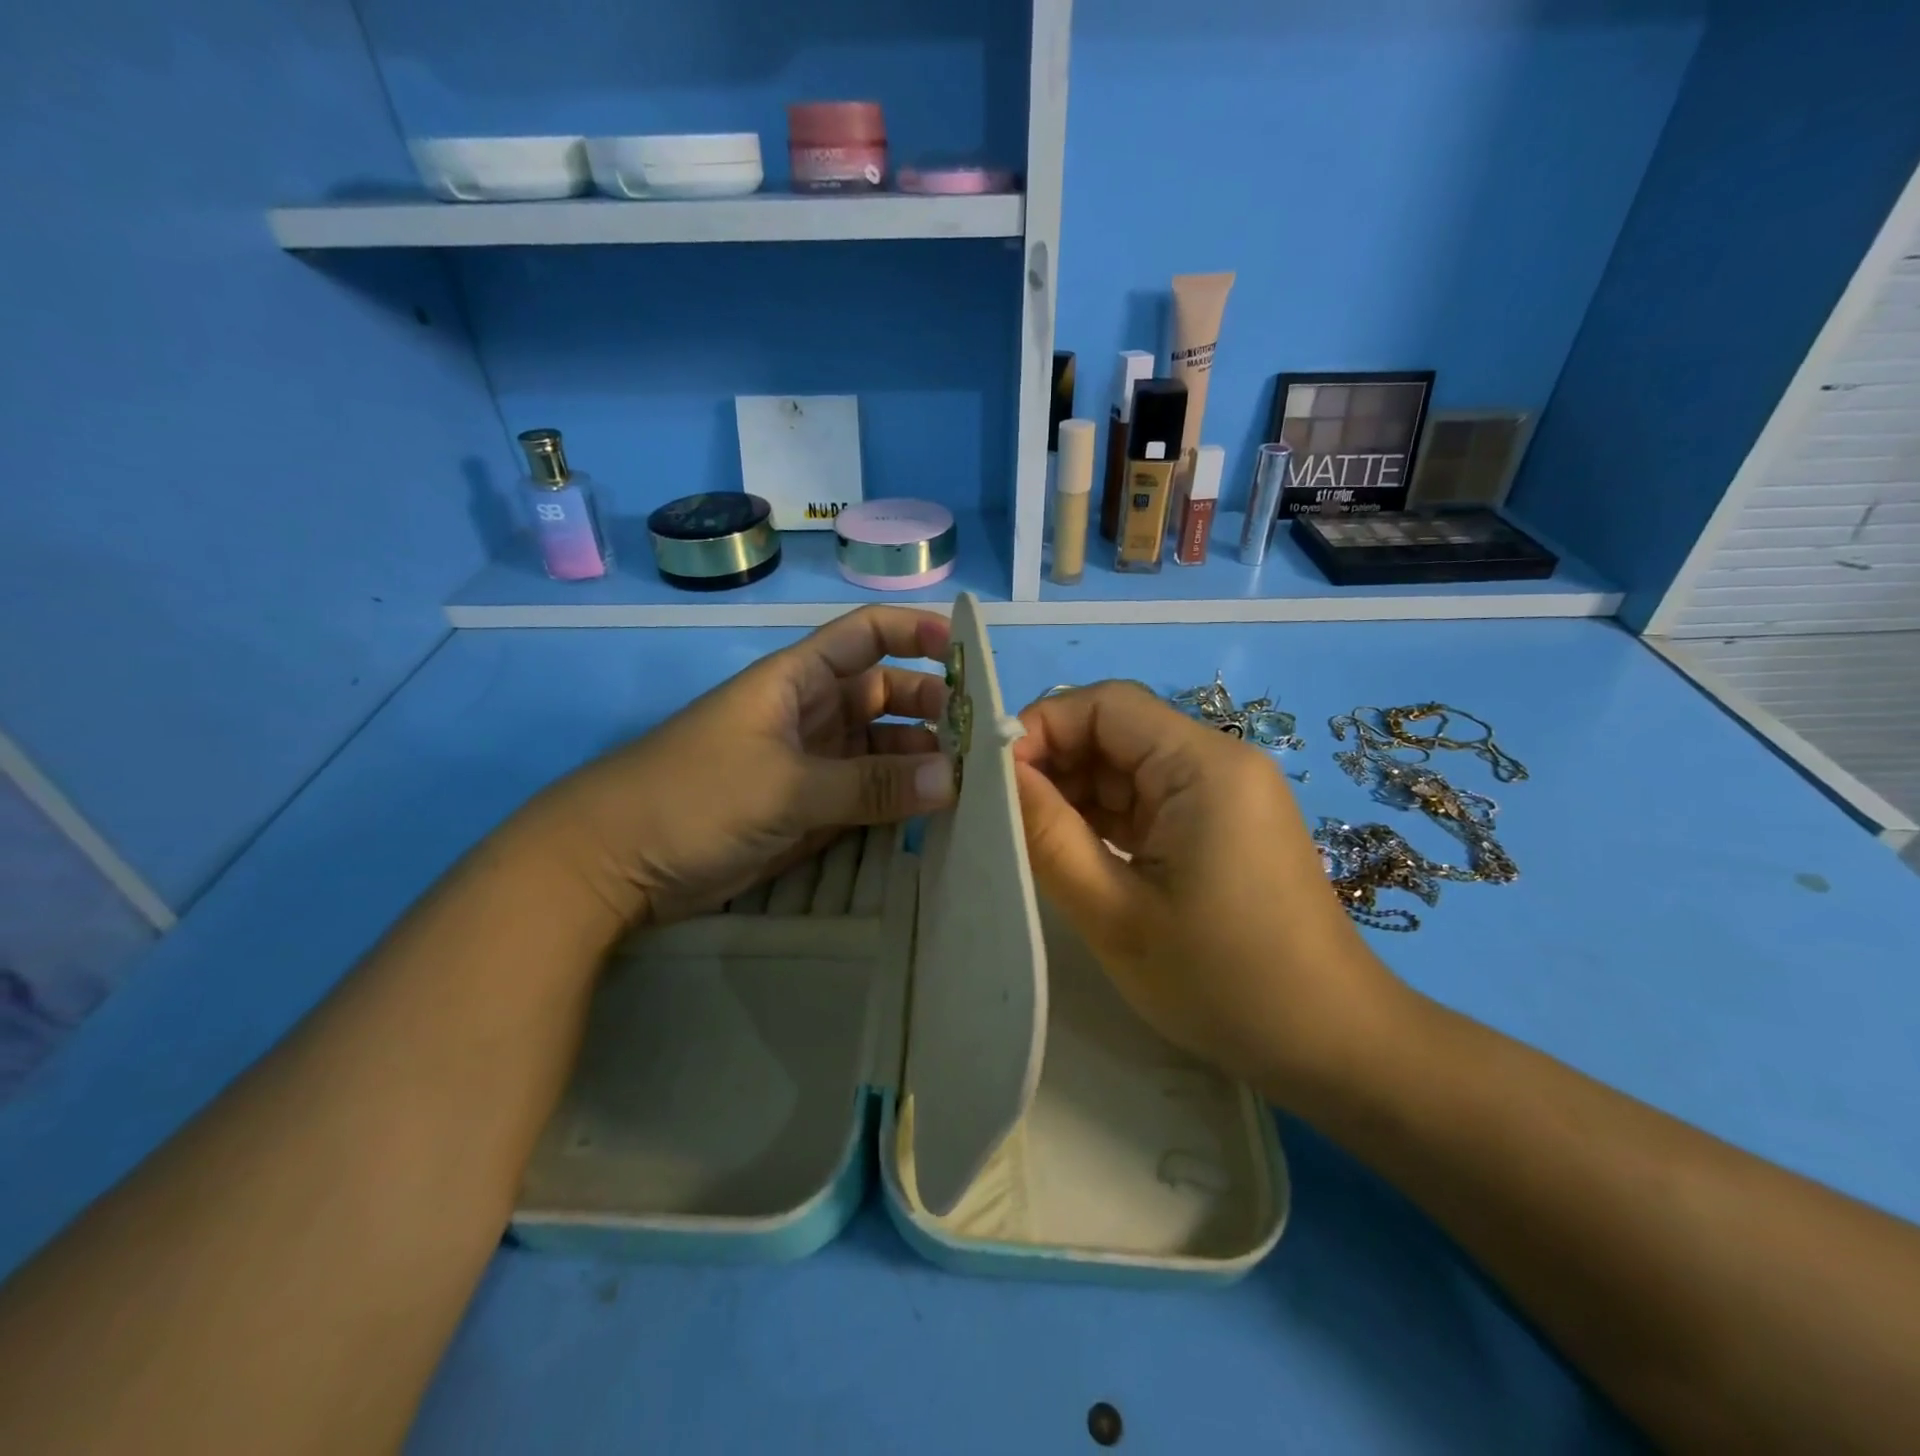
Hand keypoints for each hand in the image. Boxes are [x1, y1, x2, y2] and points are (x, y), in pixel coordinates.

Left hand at [524, 606, 955, 925]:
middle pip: (885, 695)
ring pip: (880, 748)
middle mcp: (811, 713)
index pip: (866, 637)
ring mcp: (811, 763)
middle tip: (981, 740)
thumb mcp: (786, 785)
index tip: (965, 652)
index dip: (914, 632)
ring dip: (920, 761)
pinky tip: (935, 814)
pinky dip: (898, 800)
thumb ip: (870, 784)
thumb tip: (955, 779)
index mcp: (797, 680)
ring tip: (970, 783)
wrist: (615, 865)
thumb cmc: (693, 797)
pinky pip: (866, 794)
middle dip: (931, 708)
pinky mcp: (808, 808)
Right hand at [1012, 681, 1408, 1105]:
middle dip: (1054, 762)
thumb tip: (995, 774)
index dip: (1041, 727)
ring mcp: (1223, 793)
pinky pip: (1148, 798)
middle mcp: (1218, 761)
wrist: (1330, 1046)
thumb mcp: (1114, 912)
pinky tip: (1073, 850)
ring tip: (1029, 838)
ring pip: (1127, 765)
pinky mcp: (1221, 823)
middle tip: (1002, 814)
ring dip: (1076, 793)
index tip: (991, 778)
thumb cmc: (1222, 981)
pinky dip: (1105, 817)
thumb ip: (1047, 834)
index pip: (1106, 704)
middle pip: (1116, 730)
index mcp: (1202, 765)